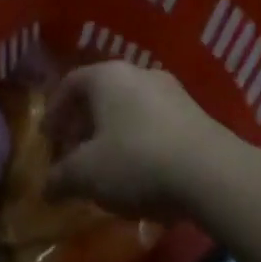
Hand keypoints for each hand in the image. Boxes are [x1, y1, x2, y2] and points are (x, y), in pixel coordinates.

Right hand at [46, 62, 235, 218]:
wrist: (214, 175)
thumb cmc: (136, 162)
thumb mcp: (86, 175)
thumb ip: (61, 178)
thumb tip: (46, 188)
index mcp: (107, 76)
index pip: (70, 83)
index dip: (54, 110)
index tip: (49, 137)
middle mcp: (138, 73)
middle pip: (101, 94)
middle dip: (84, 123)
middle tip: (75, 152)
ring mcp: (173, 92)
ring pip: (131, 108)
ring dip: (114, 133)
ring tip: (109, 166)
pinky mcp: (198, 115)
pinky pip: (157, 123)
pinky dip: (142, 141)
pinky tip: (143, 172)